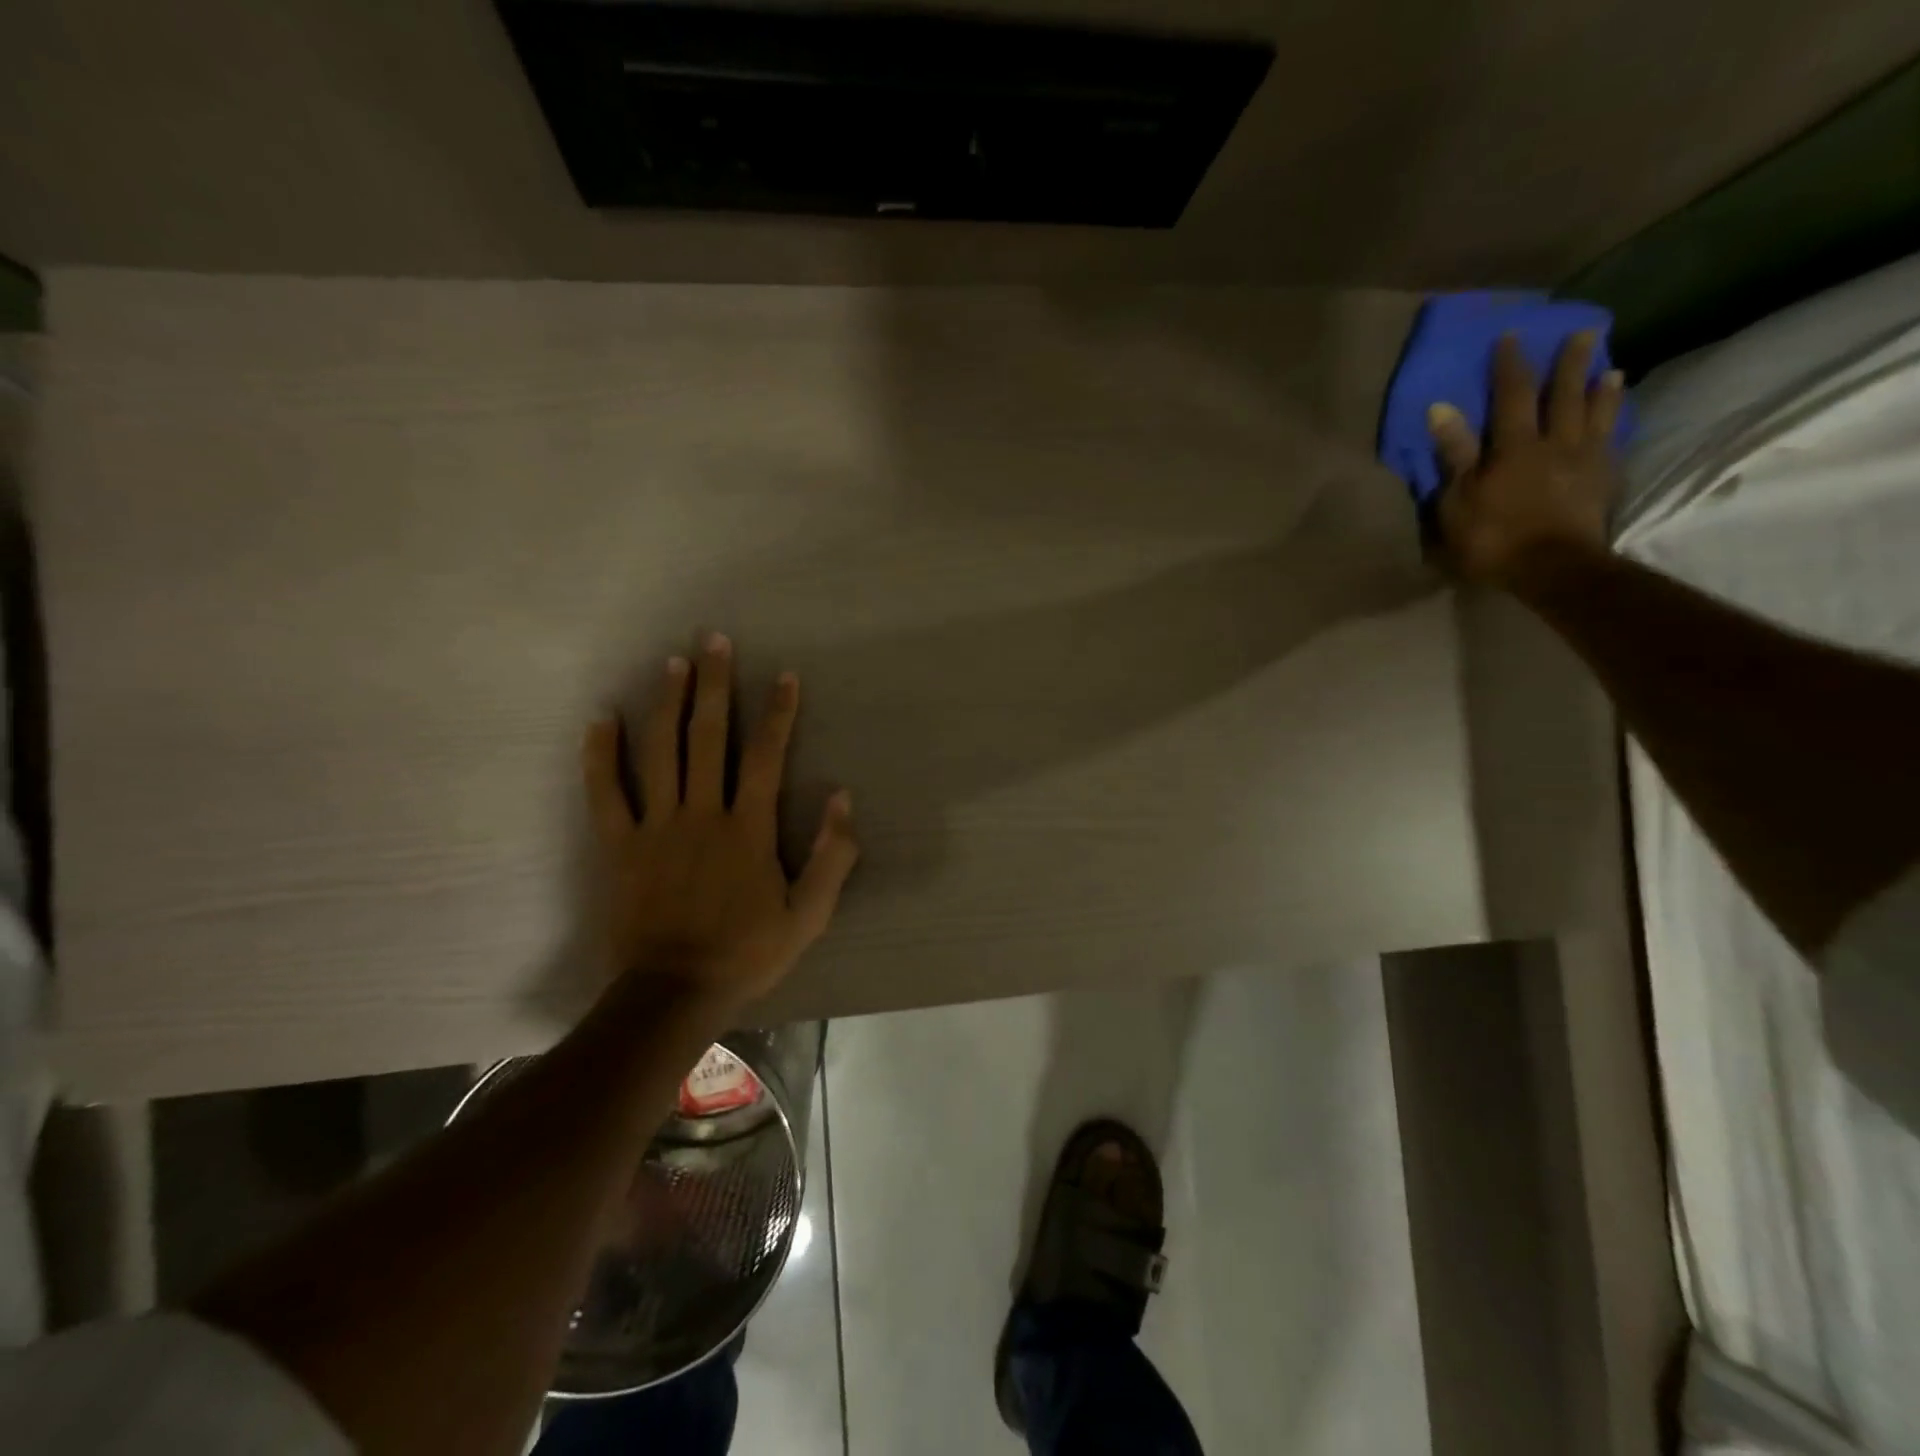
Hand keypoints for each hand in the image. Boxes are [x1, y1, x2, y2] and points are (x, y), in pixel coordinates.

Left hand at [580, 632, 858, 1014]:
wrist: (673, 992)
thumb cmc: (747, 952)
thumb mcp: (809, 915)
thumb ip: (832, 856)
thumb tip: (842, 797)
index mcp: (748, 828)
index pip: (767, 756)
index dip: (778, 713)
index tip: (785, 675)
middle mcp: (702, 813)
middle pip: (709, 738)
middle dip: (715, 686)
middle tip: (715, 640)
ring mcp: (656, 827)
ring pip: (659, 752)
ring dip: (666, 704)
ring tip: (673, 663)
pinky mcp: (619, 845)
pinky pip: (606, 792)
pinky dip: (600, 755)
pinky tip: (601, 719)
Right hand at [1426, 331, 1624, 591]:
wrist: (1552, 569)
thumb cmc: (1492, 537)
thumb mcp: (1457, 500)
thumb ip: (1454, 454)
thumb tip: (1442, 407)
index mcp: (1515, 447)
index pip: (1511, 396)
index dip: (1509, 366)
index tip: (1510, 337)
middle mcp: (1555, 443)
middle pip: (1563, 396)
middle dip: (1568, 364)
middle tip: (1583, 332)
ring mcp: (1584, 461)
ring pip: (1594, 416)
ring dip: (1600, 390)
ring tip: (1608, 370)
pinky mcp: (1602, 483)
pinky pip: (1610, 443)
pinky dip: (1613, 425)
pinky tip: (1614, 418)